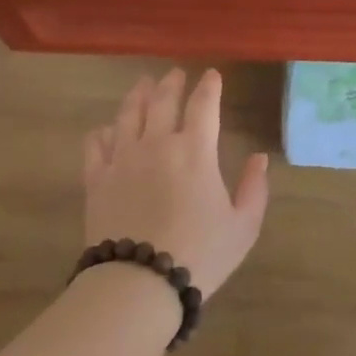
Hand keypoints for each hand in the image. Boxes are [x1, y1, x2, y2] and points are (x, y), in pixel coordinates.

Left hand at [82, 69, 270, 299]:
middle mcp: (157, 144)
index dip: (209, 86)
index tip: (212, 75)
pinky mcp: (97, 179)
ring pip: (128, 114)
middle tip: (175, 73)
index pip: (204, 105)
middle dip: (171, 83)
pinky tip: (106, 129)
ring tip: (142, 84)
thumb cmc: (200, 254)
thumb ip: (254, 188)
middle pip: (162, 101)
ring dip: (137, 95)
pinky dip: (102, 132)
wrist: (139, 282)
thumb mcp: (243, 226)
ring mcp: (123, 159)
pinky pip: (96, 144)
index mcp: (195, 151)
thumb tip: (259, 158)